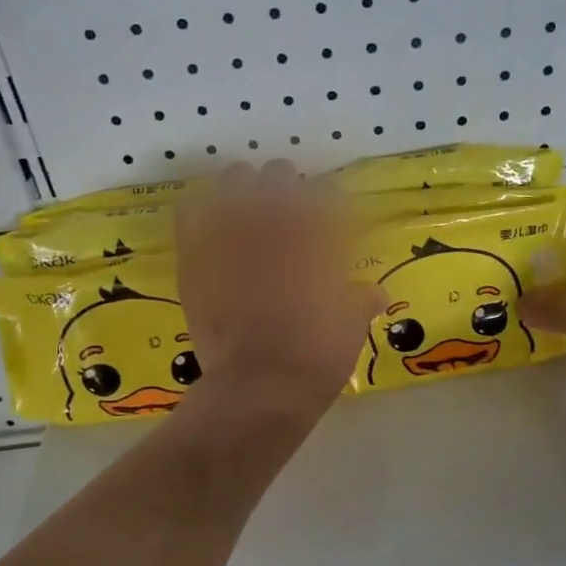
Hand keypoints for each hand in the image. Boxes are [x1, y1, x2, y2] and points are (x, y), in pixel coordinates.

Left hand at [174, 162, 383, 420]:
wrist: (257, 389)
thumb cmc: (314, 359)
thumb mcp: (350, 329)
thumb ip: (361, 300)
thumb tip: (375, 292)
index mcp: (317, 238)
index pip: (327, 196)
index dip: (331, 202)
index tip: (332, 216)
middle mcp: (274, 226)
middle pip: (280, 176)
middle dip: (288, 186)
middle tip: (290, 207)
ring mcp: (231, 237)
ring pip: (235, 181)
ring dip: (246, 186)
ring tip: (248, 202)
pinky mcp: (195, 257)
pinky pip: (191, 211)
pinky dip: (200, 204)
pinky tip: (208, 208)